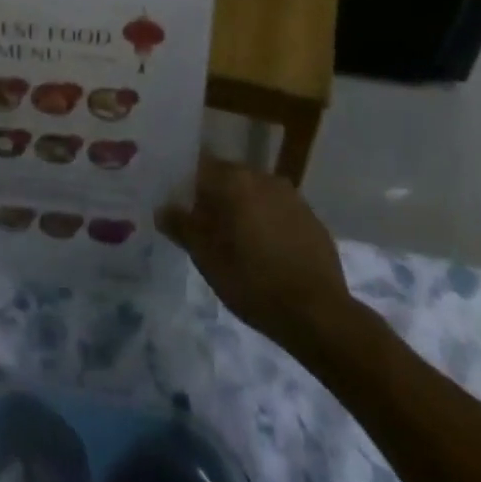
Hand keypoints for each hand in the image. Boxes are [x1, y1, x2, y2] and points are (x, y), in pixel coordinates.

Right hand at [157, 154, 348, 340]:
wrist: (318, 314)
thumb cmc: (253, 282)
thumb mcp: (207, 259)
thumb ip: (182, 227)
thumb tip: (162, 209)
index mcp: (235, 180)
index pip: (201, 167)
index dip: (188, 187)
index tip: (181, 209)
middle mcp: (264, 177)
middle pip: (230, 179)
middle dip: (216, 199)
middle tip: (206, 230)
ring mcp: (292, 196)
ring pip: (256, 194)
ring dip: (244, 210)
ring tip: (236, 244)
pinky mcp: (312, 218)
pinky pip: (279, 211)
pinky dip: (268, 223)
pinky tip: (266, 253)